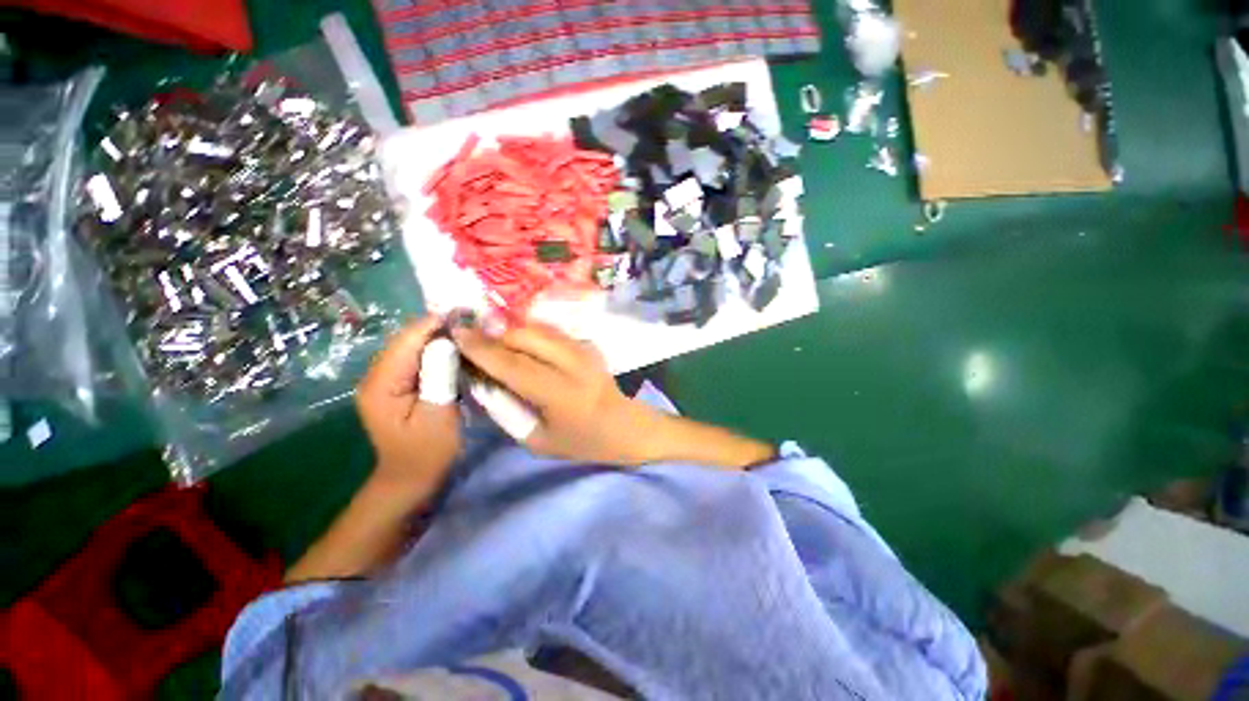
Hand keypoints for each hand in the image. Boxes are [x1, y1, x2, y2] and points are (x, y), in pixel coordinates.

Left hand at [356, 316, 460, 494]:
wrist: (410, 480)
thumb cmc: (427, 452)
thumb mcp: (439, 415)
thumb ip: (441, 375)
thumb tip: (449, 340)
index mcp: (381, 384)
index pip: (407, 341)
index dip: (435, 323)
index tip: (467, 312)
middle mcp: (376, 376)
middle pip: (408, 339)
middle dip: (439, 327)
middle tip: (474, 321)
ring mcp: (385, 380)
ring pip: (413, 346)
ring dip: (440, 337)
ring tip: (469, 330)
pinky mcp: (396, 384)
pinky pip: (416, 358)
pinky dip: (437, 350)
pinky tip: (457, 349)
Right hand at [451, 321, 655, 465]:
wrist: (625, 426)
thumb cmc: (581, 442)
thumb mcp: (537, 439)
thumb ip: (506, 409)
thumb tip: (481, 379)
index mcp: (562, 394)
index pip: (514, 364)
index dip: (482, 348)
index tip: (456, 334)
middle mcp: (574, 364)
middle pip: (526, 336)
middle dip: (494, 334)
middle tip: (473, 339)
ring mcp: (584, 349)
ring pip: (538, 328)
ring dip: (511, 331)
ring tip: (493, 341)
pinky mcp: (588, 344)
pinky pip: (550, 331)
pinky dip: (529, 333)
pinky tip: (519, 343)